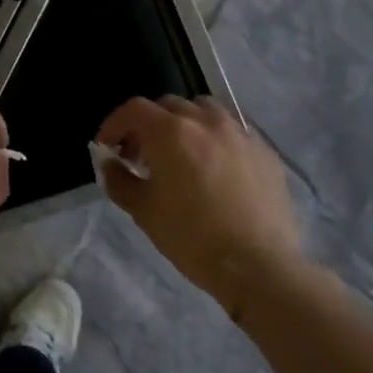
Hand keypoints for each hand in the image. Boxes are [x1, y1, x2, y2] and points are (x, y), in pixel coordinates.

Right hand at [95, 96, 305, 315]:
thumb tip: (111, 164)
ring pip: (204, 111)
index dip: (115, 124)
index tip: (108, 147)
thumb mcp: (143, 211)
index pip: (134, 110)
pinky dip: (215, 140)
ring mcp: (240, 133)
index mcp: (170, 131)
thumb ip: (119, 180)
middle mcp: (205, 121)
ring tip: (181, 155)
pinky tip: (216, 170)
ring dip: (185, 125)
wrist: (259, 267)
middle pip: (168, 106)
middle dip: (149, 125)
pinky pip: (232, 132)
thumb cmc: (192, 237)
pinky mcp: (264, 151)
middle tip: (141, 155)